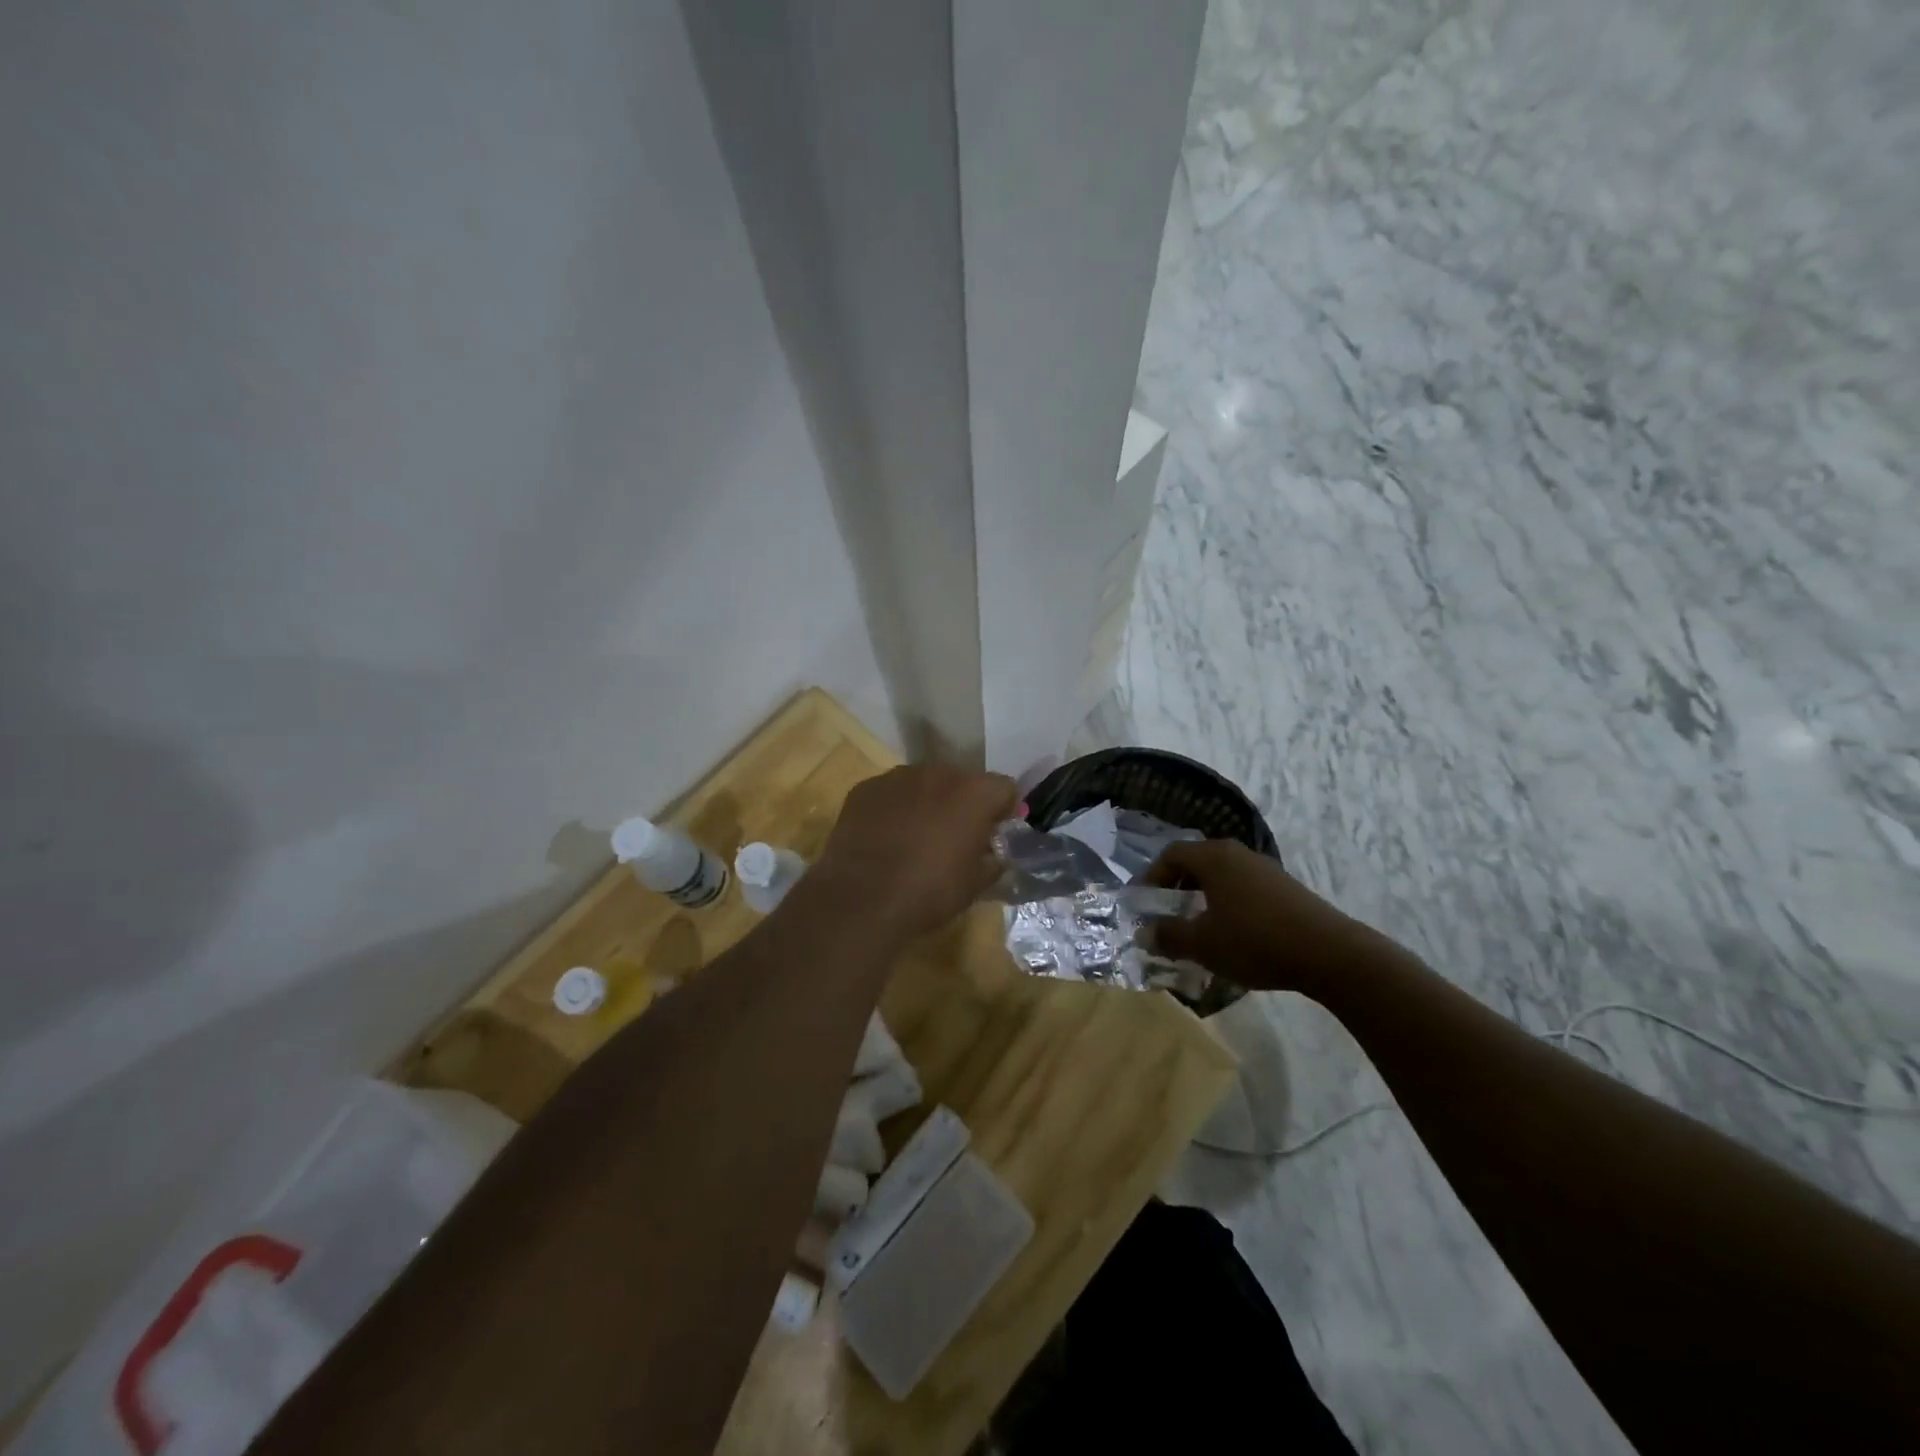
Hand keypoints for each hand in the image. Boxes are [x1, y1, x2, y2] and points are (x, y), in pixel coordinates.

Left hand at [810, 765, 1018, 938]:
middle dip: (962, 805)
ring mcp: (898, 777)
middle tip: (954, 838)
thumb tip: (993, 853)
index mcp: (974, 793)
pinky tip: (885, 839)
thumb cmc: (928, 892)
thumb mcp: (975, 885)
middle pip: (962, 781)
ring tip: (915, 838)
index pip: (1004, 788)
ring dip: (927, 803)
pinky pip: (891, 793)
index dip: (1002, 811)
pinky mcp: (865, 788)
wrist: (861, 899)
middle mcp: (938, 773)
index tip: (993, 834)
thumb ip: (993, 860)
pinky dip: (894, 809)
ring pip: (924, 784)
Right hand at [1144, 840, 1379, 995]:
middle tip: (1165, 916)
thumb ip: (1168, 936)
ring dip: (1202, 899)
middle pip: (1196, 863)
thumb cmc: (1255, 940)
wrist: (1330, 953)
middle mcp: (1238, 854)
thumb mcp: (1203, 943)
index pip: (1171, 854)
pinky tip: (1231, 937)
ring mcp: (1265, 870)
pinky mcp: (1285, 889)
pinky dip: (1226, 906)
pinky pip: (1242, 890)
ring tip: (1196, 930)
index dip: (1151, 877)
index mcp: (1214, 857)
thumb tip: (1144, 933)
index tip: (1142, 904)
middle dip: (1176, 889)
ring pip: (1221, 878)